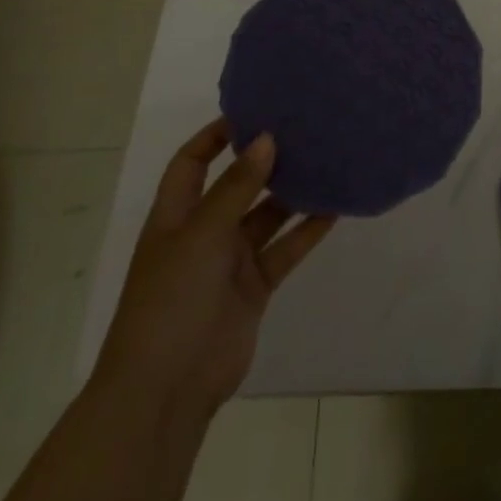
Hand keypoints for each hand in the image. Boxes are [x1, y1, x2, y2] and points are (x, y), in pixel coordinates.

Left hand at [90, 119, 335, 417]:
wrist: (166, 390)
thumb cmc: (170, 300)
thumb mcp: (201, 234)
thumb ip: (237, 187)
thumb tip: (266, 138)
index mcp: (176, 215)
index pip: (192, 162)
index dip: (215, 136)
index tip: (254, 111)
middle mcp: (203, 232)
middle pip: (236, 185)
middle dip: (264, 159)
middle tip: (303, 128)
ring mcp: (229, 261)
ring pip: (266, 215)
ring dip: (292, 193)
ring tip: (326, 159)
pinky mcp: (254, 287)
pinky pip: (285, 248)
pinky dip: (307, 230)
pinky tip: (335, 207)